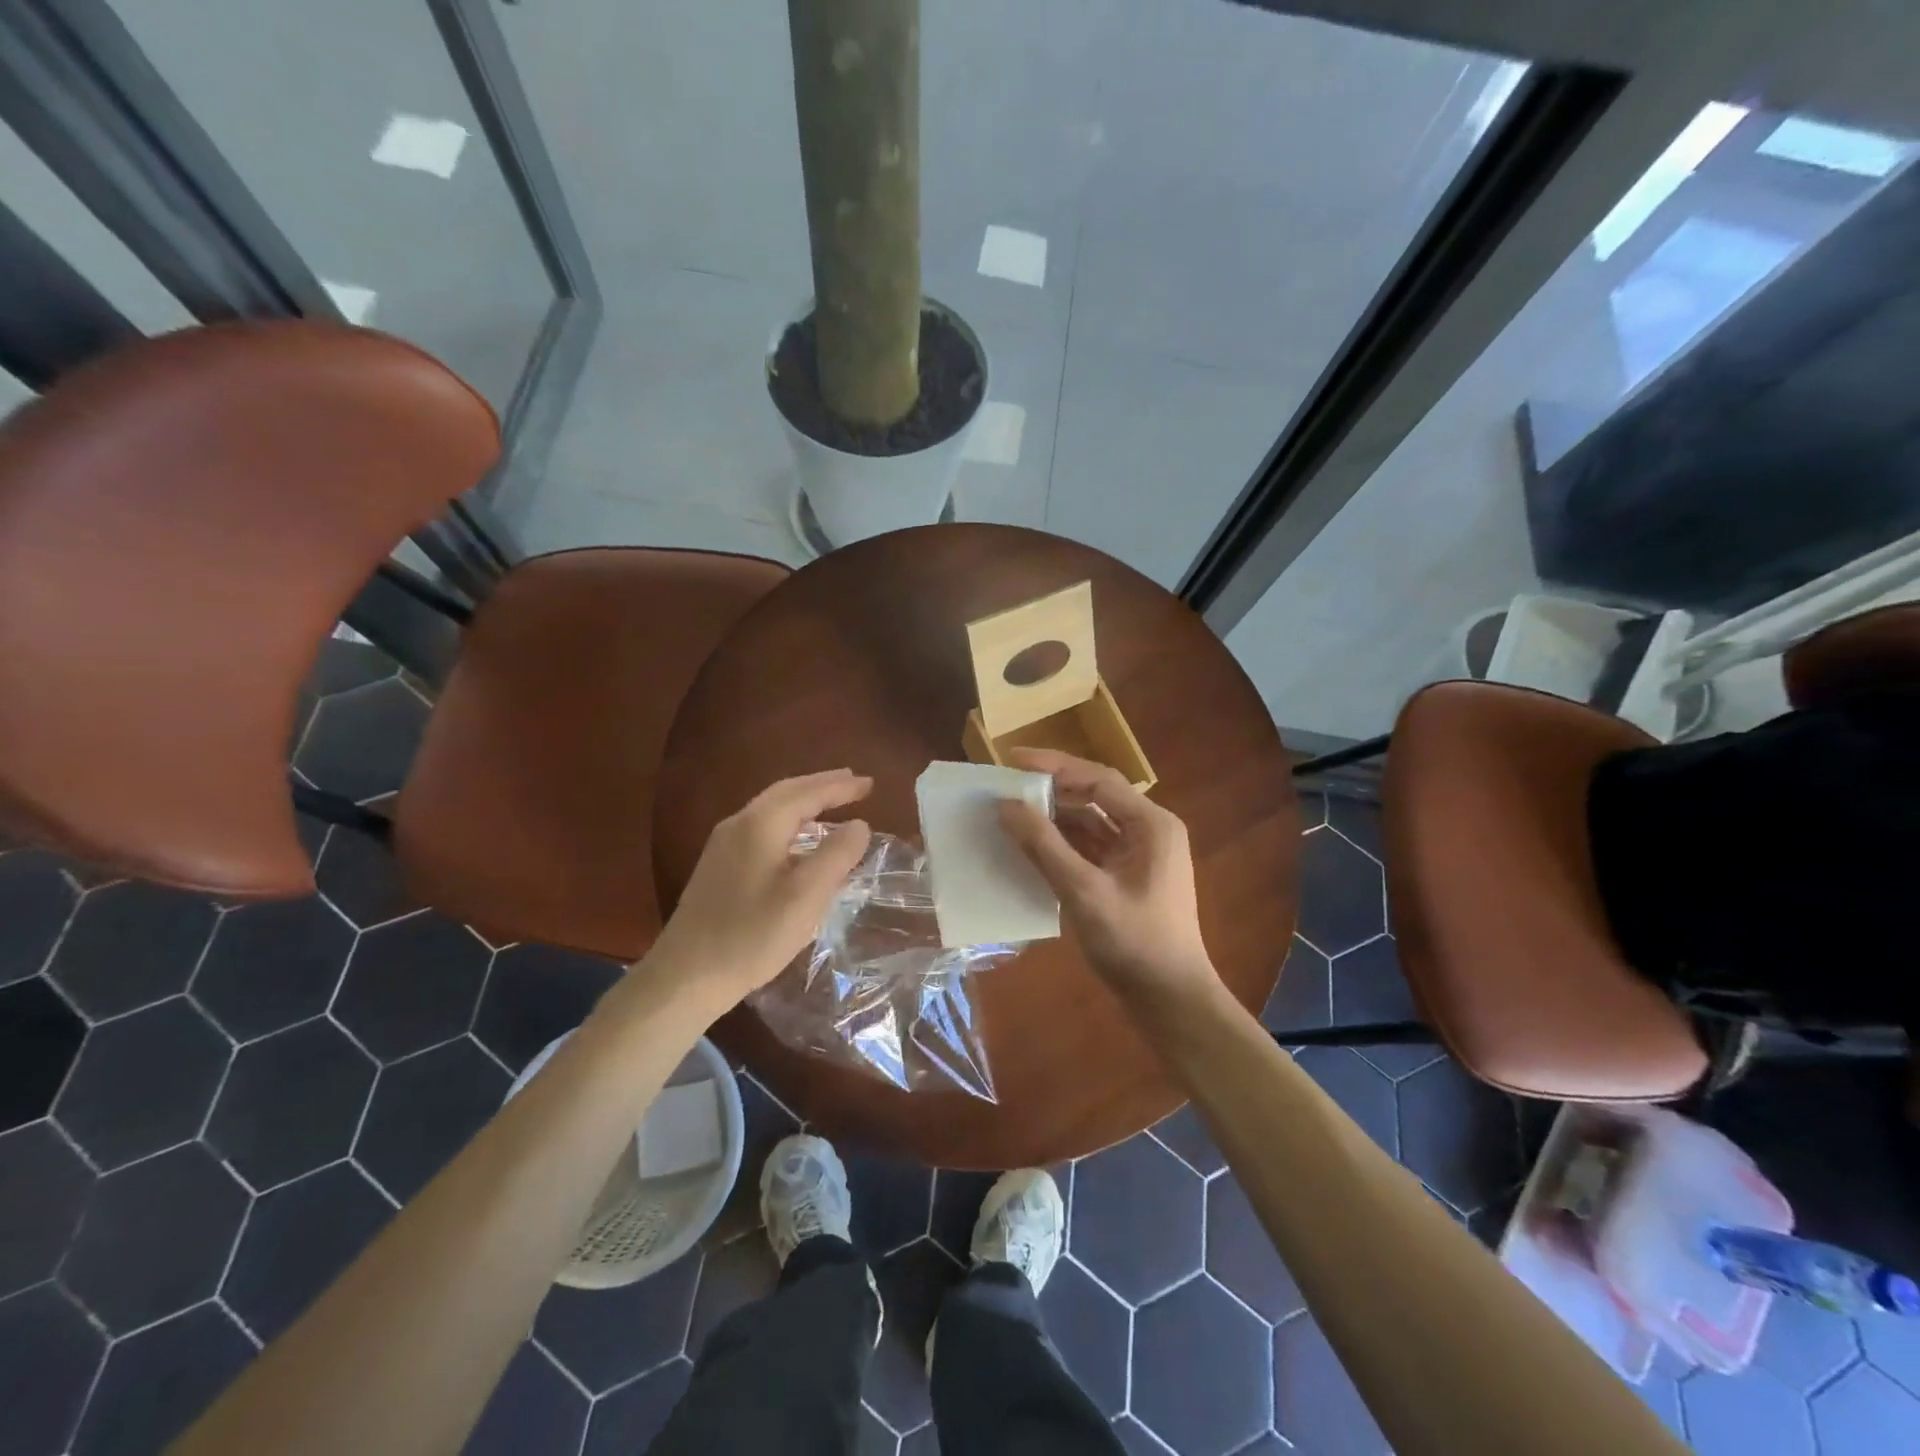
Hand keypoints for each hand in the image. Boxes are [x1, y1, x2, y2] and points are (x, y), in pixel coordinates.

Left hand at [648, 769, 873, 1007]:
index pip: (807, 793)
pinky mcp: (718, 867)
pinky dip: (789, 821)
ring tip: (831, 803)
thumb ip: (836, 855)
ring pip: (771, 809)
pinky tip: (798, 839)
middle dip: (821, 785)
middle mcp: (738, 825)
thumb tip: (859, 825)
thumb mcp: (806, 896)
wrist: (685, 976)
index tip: (870, 783)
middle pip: (785, 792)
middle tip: (853, 783)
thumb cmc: (752, 935)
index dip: (840, 787)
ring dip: (804, 801)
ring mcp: (723, 846)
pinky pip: (761, 827)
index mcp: (760, 825)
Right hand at [997, 749, 1219, 1009]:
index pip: (1098, 779)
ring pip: (1090, 824)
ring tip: (1011, 814)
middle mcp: (1148, 831)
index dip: (1054, 765)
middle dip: (1051, 791)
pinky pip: (1089, 849)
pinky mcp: (1126, 878)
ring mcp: (1138, 856)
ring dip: (1053, 819)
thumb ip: (1045, 846)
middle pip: (1094, 797)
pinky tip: (1030, 848)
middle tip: (1007, 786)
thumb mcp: (1085, 892)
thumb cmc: (1135, 944)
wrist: (1171, 1001)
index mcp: (1151, 824)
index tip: (1012, 760)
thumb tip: (1006, 806)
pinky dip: (1061, 846)